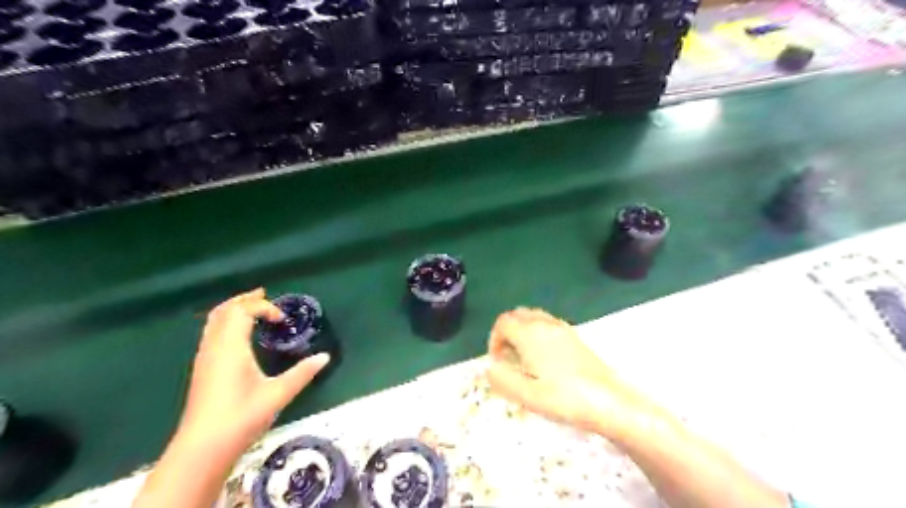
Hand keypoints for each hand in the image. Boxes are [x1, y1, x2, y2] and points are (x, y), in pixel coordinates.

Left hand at [178, 288, 330, 450]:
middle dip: (244, 299)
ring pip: (213, 322)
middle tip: (263, 294)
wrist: (203, 448)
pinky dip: (226, 323)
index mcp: (231, 347)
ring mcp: (205, 358)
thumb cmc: (242, 416)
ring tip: (251, 308)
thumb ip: (303, 373)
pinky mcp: (202, 369)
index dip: (263, 307)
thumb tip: (325, 357)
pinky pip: (211, 333)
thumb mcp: (278, 393)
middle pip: (223, 311)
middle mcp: (214, 347)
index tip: (282, 319)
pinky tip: (239, 335)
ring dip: (233, 310)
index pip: (243, 311)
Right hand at [484, 308, 638, 434]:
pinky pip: (547, 324)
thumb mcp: (527, 395)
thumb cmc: (565, 399)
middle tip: (508, 358)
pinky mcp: (574, 336)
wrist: (609, 401)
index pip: (503, 322)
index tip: (497, 361)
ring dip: (522, 331)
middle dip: (506, 332)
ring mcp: (562, 328)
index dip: (494, 339)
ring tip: (524, 359)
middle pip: (517, 315)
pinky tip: (544, 359)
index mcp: (530, 334)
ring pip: (533, 317)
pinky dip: (537, 333)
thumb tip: (488, 367)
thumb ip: (502, 379)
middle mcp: (545, 324)